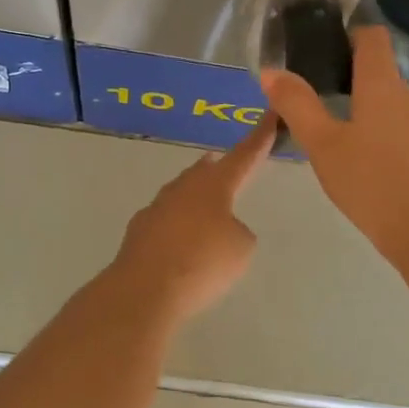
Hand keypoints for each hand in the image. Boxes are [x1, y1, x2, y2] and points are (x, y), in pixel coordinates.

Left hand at [110, 116, 275, 321]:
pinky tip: (179, 241)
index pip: (243, 156)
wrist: (145, 289)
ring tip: (206, 205)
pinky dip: (177, 226)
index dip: (259, 139)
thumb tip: (219, 229)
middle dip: (218, 168)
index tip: (269, 118)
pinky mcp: (138, 231)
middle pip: (204, 171)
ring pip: (181, 194)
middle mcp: (183, 188)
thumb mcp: (241, 248)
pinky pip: (165, 221)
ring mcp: (156, 208)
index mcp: (214, 185)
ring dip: (195, 197)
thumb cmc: (203, 263)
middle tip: (227, 165)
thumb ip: (237, 231)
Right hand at [261, 26, 408, 265]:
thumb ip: (297, 105)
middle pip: (379, 70)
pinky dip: (377, 133)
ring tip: (331, 133)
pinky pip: (399, 129)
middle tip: (313, 98)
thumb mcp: (323, 144)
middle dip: (347, 76)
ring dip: (362, 108)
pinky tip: (359, 162)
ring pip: (388, 103)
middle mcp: (408, 96)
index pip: (372, 37)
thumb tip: (271, 71)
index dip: (348, 35)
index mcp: (382, 85)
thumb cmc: (370, 180)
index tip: (321, 52)